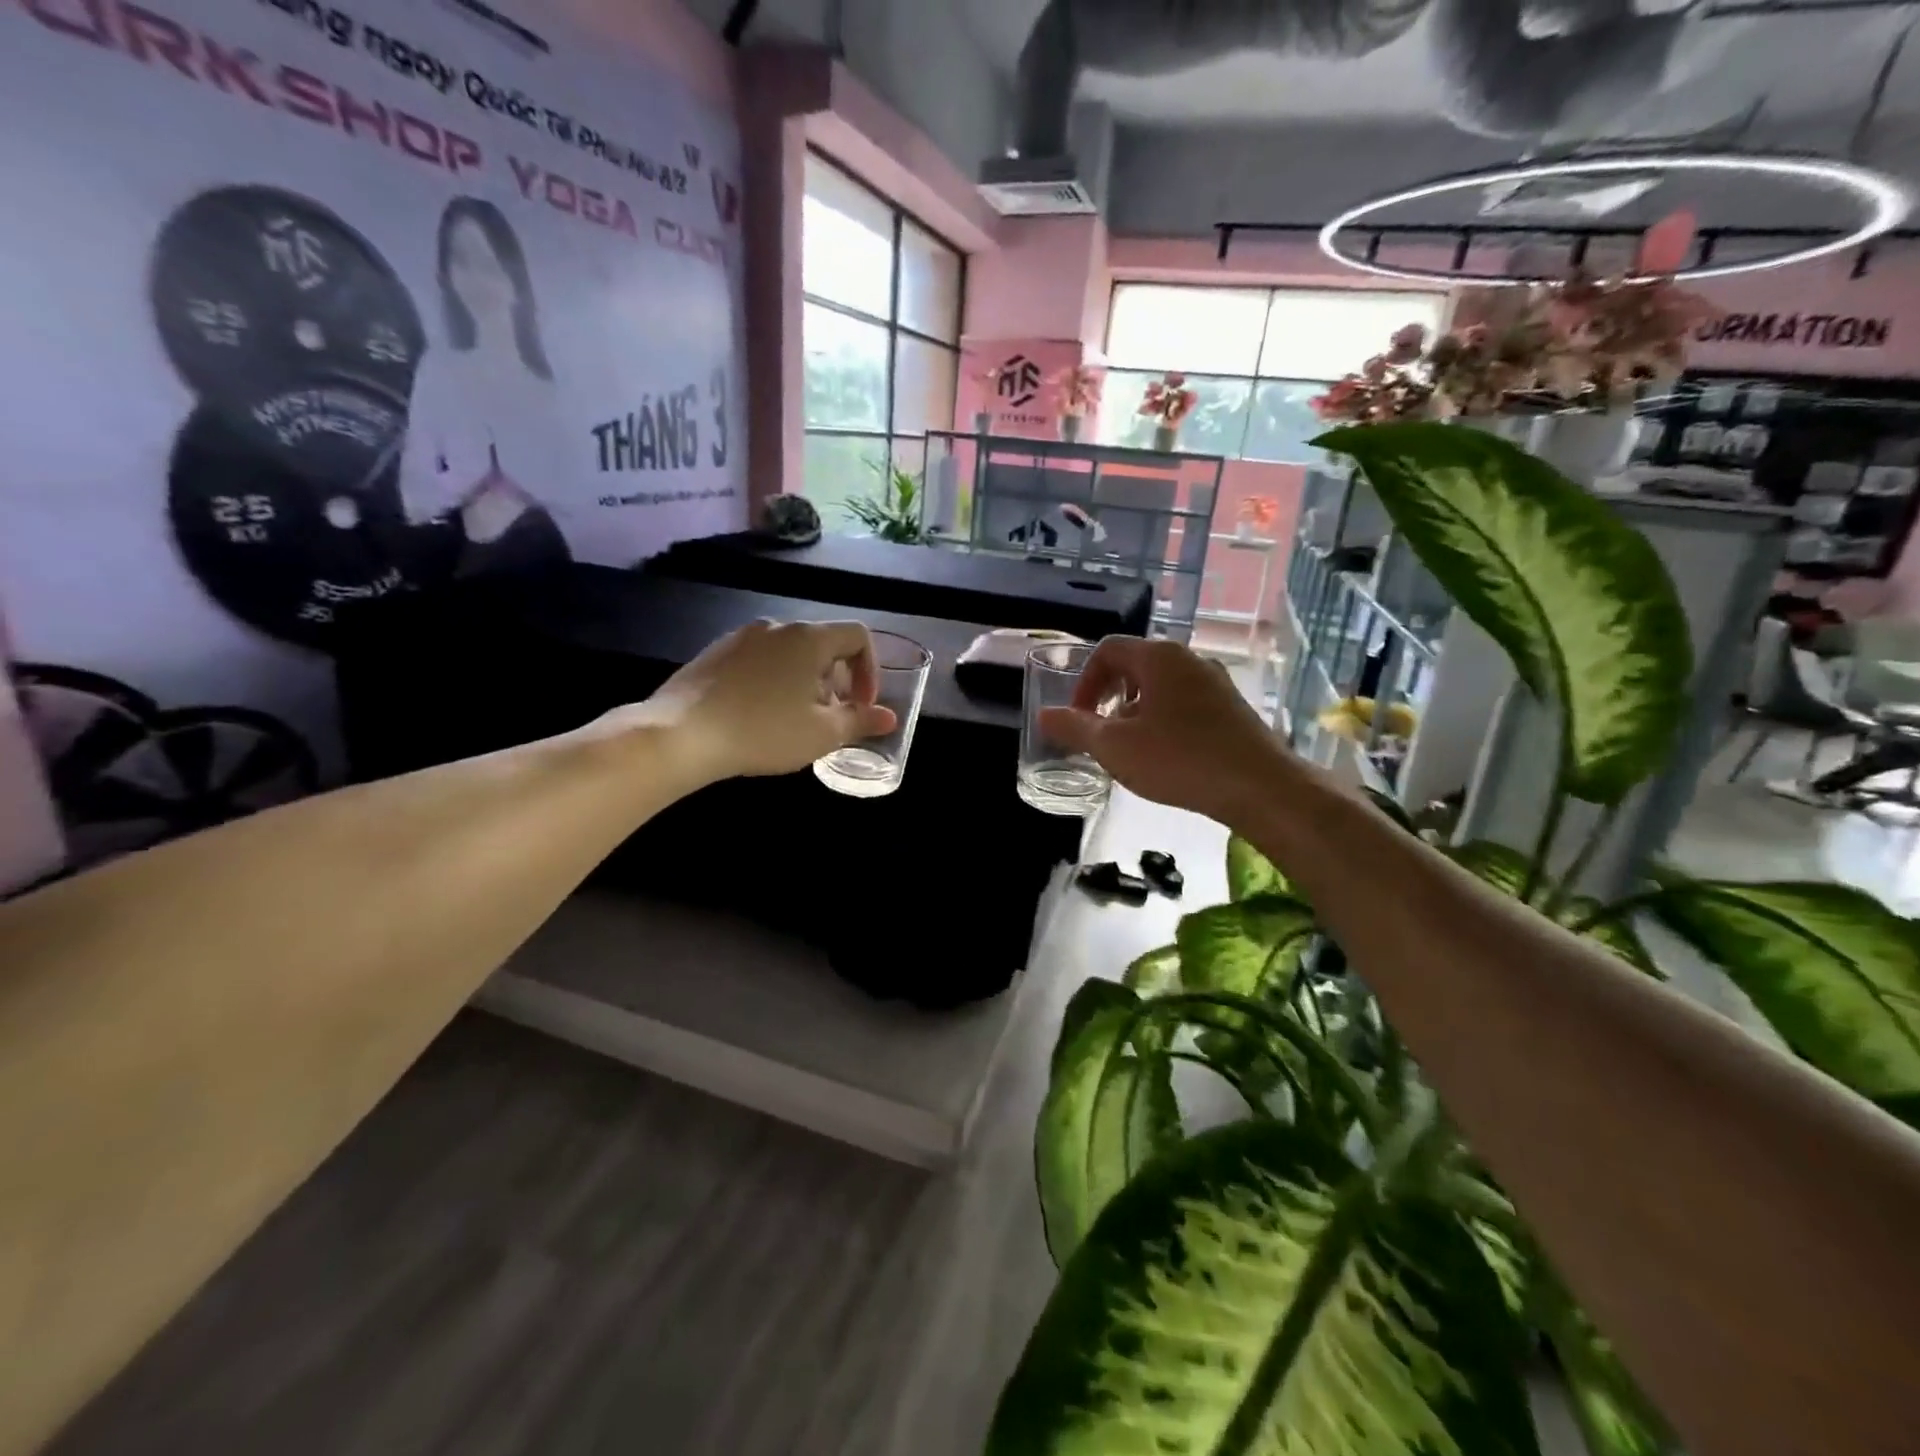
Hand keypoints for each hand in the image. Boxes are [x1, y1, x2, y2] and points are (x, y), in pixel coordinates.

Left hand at [609, 620, 896, 783]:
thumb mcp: (822, 734)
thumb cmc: (763, 731)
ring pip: (788, 653)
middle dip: (836, 680)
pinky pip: (758, 660)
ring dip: (803, 682)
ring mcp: (740, 637)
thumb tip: (888, 717)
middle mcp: (776, 626)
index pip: (857, 636)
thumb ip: (860, 722)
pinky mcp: (714, 653)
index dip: (870, 670)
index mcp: (809, 638)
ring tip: (792, 720)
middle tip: (828, 718)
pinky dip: (772, 681)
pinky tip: (757, 715)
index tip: (861, 705)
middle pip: (822, 644)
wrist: (680, 735)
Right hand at [1039, 637, 1284, 824]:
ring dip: (1136, 711)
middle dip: (1109, 697)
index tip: (1079, 717)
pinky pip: (1186, 703)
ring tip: (1130, 748)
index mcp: (1159, 657)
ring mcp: (1216, 682)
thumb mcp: (1114, 747)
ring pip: (1162, 686)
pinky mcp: (1233, 708)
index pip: (1107, 650)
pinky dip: (1164, 720)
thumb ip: (1075, 728)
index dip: (1084, 682)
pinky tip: (1166, 756)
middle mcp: (1189, 659)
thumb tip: (1044, 715)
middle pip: (1136, 666)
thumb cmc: (1179, 759)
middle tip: (1100, 732)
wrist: (1260, 787)